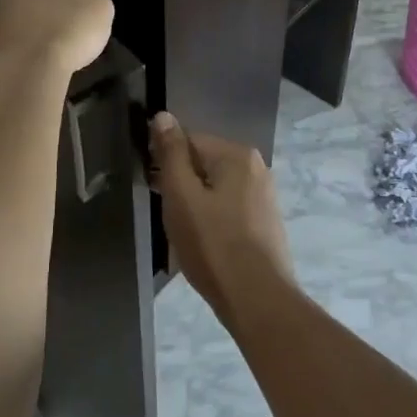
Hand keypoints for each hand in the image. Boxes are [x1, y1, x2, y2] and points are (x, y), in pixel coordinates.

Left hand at [0, 0, 112, 73]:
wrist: (36, 64)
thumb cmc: (72, 23)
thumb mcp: (99, 7)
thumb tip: (84, 2)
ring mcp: (2, 18)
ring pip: (4, 8)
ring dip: (11, 10)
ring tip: (24, 20)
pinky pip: (9, 36)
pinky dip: (18, 38)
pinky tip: (31, 48)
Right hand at [150, 112, 296, 329]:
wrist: (258, 301)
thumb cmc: (214, 245)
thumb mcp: (182, 196)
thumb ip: (171, 154)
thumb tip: (163, 115)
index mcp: (236, 154)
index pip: (189, 140)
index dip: (164, 160)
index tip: (151, 186)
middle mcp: (255, 167)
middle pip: (204, 163)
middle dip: (181, 183)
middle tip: (166, 214)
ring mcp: (264, 195)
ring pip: (216, 188)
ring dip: (195, 203)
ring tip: (182, 232)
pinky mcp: (265, 222)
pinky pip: (229, 208)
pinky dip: (213, 219)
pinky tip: (203, 243)